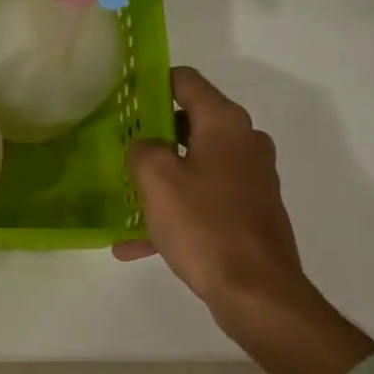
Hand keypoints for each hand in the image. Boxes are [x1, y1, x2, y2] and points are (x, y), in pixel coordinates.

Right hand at [115, 66, 373, 373]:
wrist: (257, 292)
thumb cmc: (204, 226)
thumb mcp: (157, 180)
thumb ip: (142, 150)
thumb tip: (144, 145)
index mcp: (225, 124)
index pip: (186, 81)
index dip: (151, 82)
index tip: (121, 96)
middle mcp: (244, 143)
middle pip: (190, 123)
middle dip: (152, 134)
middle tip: (117, 146)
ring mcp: (250, 179)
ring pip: (194, 165)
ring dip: (160, 178)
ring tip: (124, 196)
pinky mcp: (249, 211)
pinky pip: (202, 201)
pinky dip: (173, 212)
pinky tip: (135, 244)